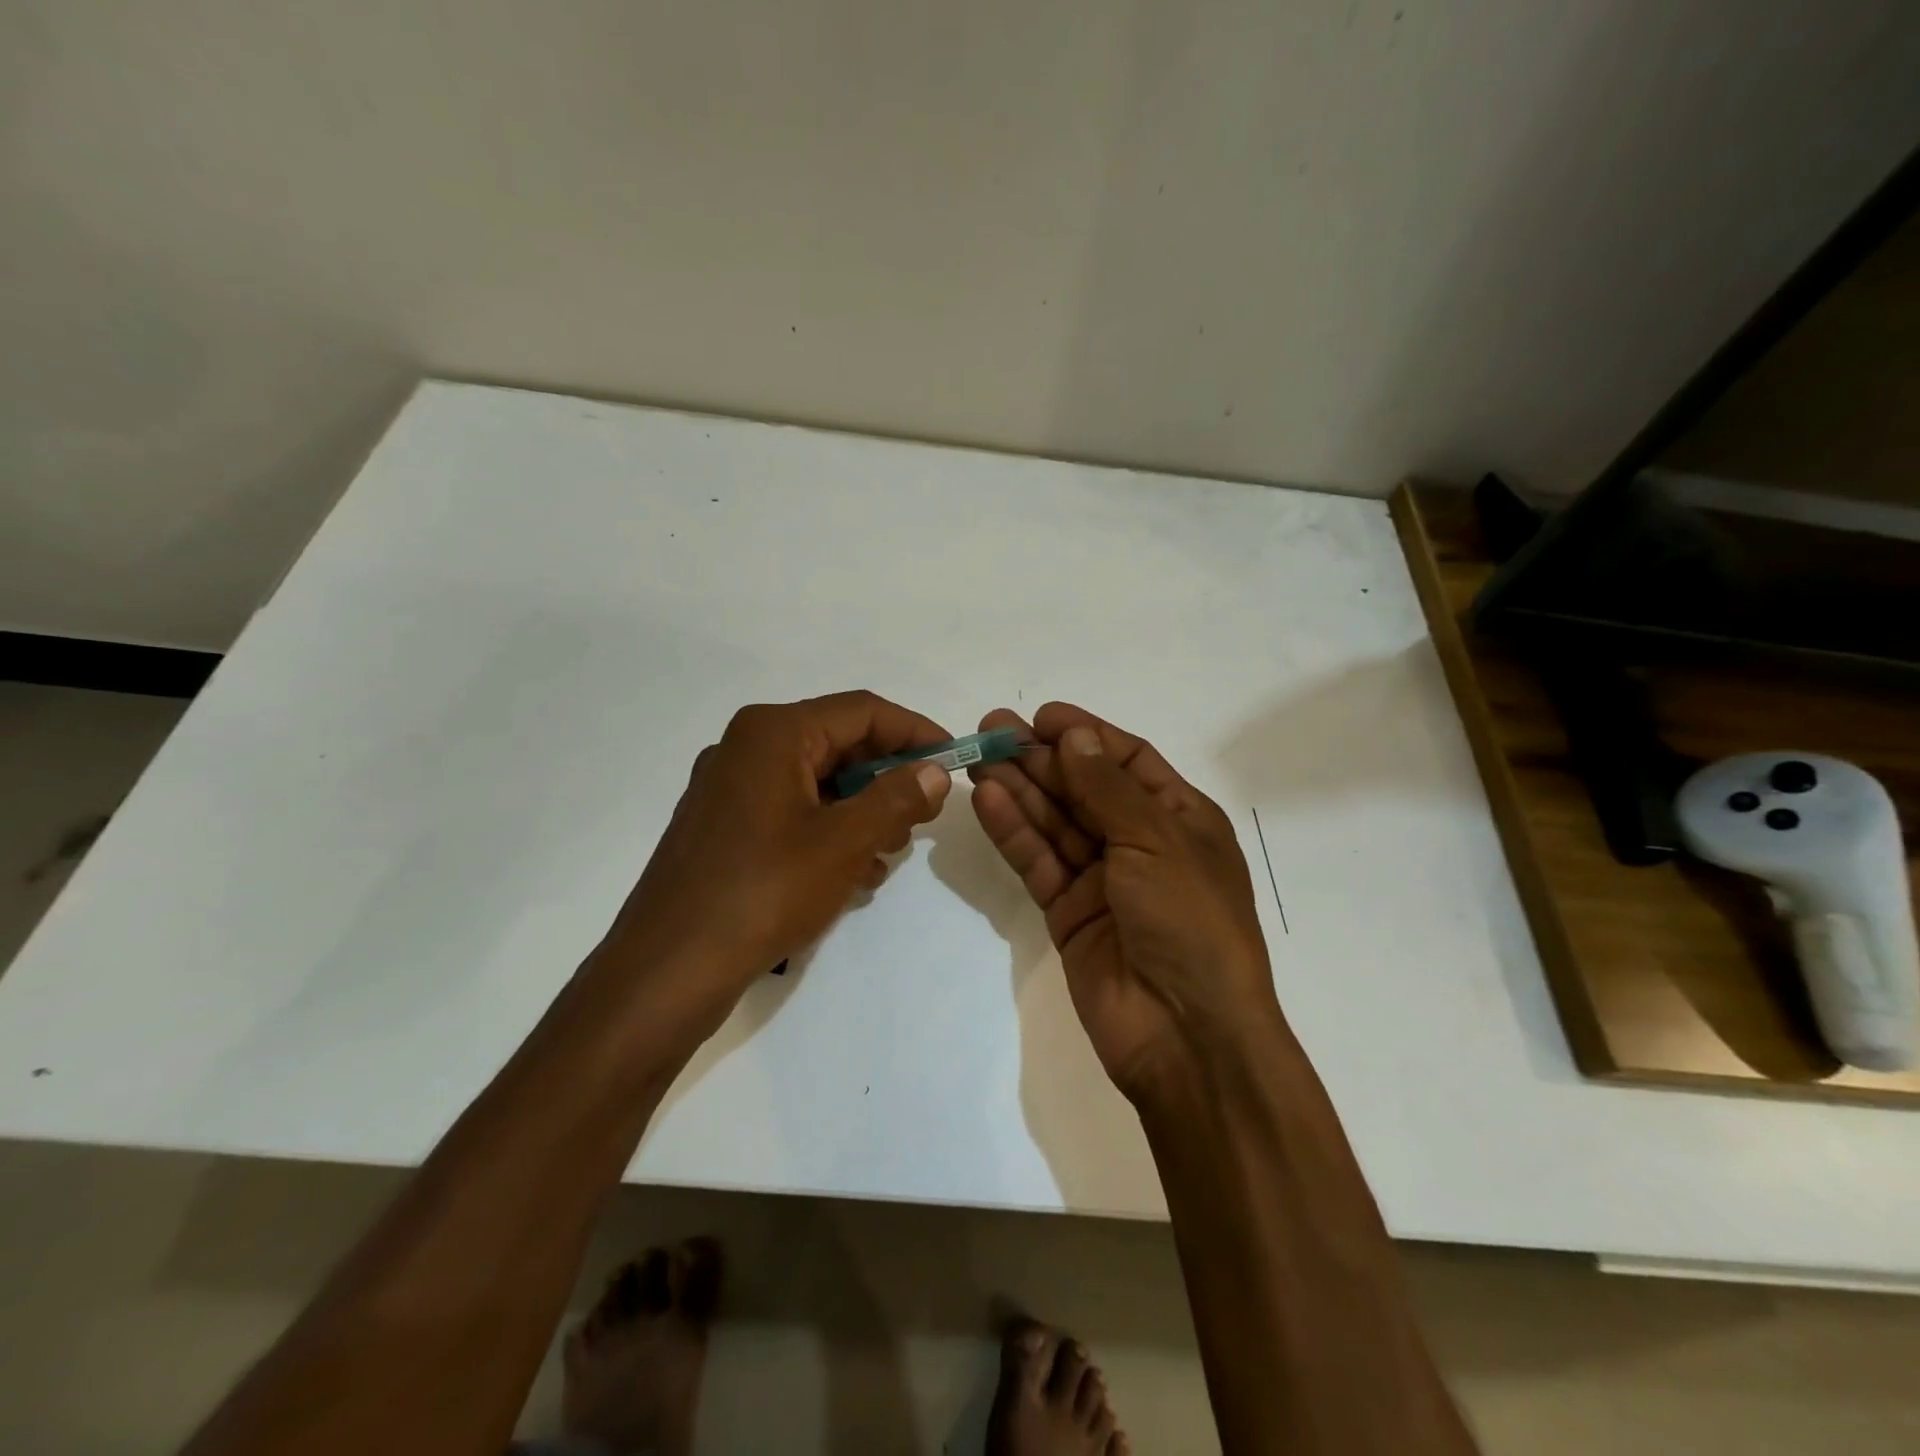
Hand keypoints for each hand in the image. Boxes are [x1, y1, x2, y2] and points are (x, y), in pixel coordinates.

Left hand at [599, 691, 952, 1042]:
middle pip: (837, 744)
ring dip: (861, 809)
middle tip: (924, 814)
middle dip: (887, 777)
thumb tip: (935, 771)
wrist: (669, 968)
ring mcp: (729, 788)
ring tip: (888, 852)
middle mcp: (747, 747)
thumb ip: (897, 798)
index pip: (862, 711)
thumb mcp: (844, 842)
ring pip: (816, 782)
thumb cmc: (763, 891)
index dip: (915, 732)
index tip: (954, 760)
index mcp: (773, 733)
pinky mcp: (723, 826)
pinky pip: (791, 811)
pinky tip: (852, 874)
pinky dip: (828, 831)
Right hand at [969, 702, 1280, 1100]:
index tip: (1041, 717)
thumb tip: (1075, 735)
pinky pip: (1039, 862)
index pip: (1126, 761)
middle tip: (990, 730)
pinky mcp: (1068, 913)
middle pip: (1082, 788)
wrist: (1187, 1035)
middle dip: (1041, 759)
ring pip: (1054, 823)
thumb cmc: (1190, 922)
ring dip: (1020, 789)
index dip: (1086, 735)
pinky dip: (1015, 832)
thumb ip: (1107, 788)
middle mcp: (1139, 843)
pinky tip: (988, 801)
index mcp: (1179, 819)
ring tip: (979, 758)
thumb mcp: (1157, 841)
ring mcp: (1102, 880)